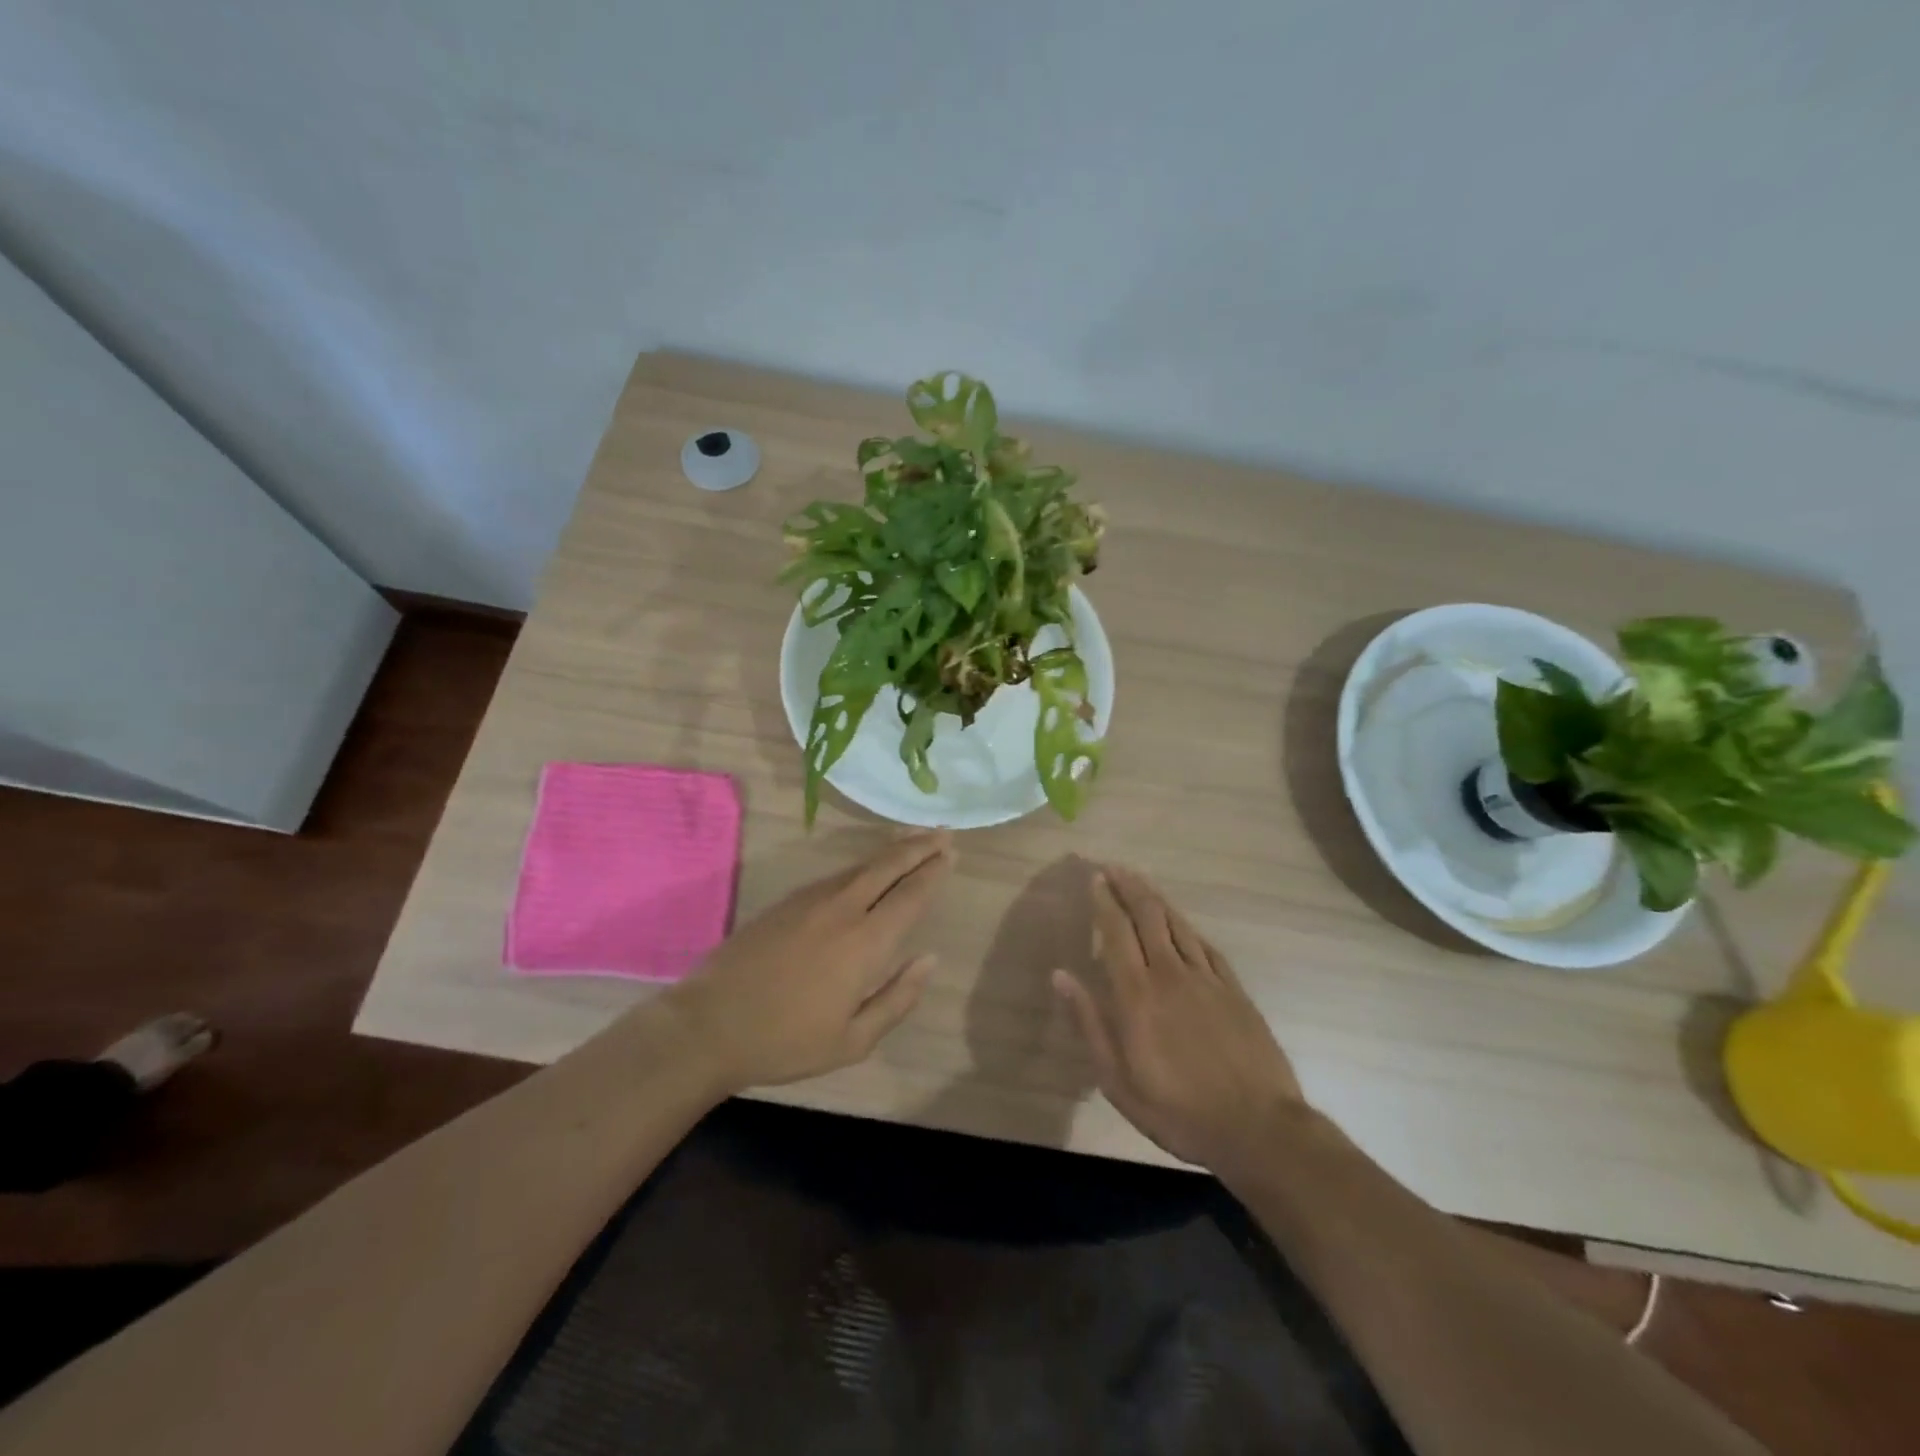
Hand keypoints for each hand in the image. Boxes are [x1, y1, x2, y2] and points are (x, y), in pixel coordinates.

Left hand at [662, 831, 953, 1091]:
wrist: (710, 1024)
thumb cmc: (786, 1041)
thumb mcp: (853, 1041)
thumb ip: (897, 999)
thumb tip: (929, 959)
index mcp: (865, 943)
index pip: (910, 896)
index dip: (933, 872)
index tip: (951, 853)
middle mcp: (842, 910)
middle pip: (888, 866)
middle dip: (918, 847)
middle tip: (943, 832)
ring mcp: (811, 901)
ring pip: (861, 866)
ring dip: (891, 851)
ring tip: (913, 840)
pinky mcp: (787, 902)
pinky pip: (836, 875)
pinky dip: (862, 865)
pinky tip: (867, 869)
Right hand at [1052, 866, 1307, 1178]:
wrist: (1257, 1128)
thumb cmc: (1177, 1110)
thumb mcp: (1117, 1080)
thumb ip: (1089, 1022)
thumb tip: (1060, 975)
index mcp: (1137, 994)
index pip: (1116, 932)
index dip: (1105, 902)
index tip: (1095, 879)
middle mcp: (1170, 974)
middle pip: (1148, 916)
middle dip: (1129, 887)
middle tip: (1114, 867)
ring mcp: (1207, 979)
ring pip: (1178, 925)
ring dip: (1157, 898)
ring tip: (1141, 881)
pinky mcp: (1234, 990)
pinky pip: (1206, 946)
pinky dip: (1188, 927)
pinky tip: (1181, 923)